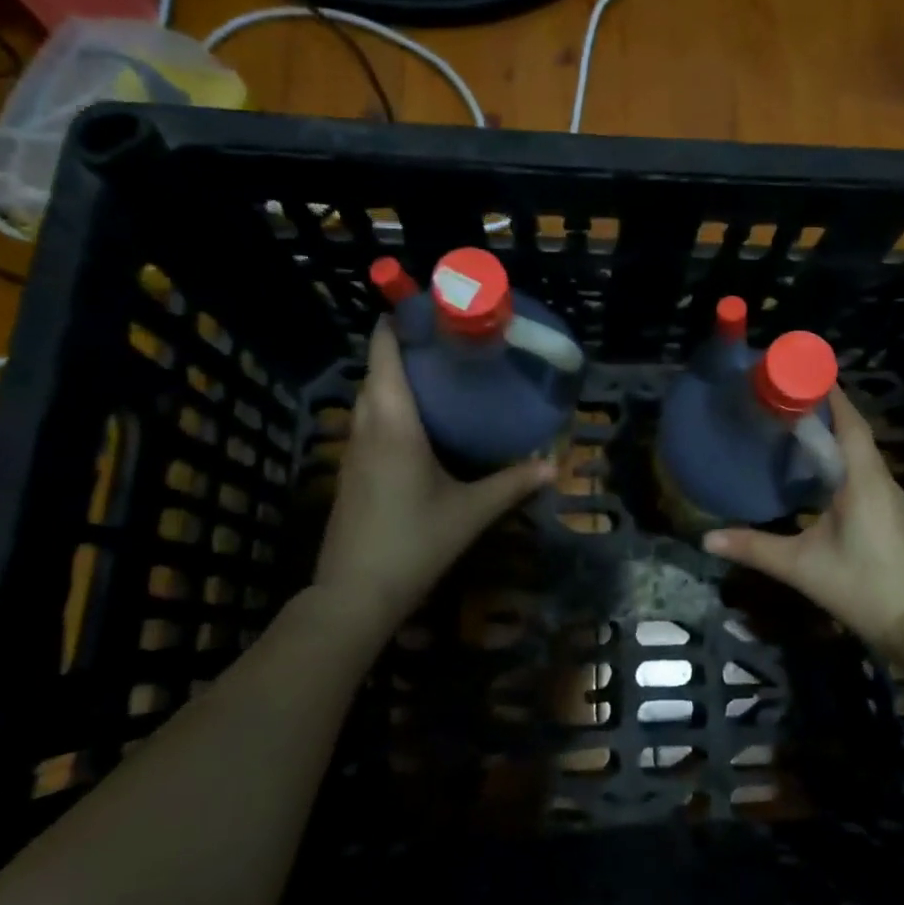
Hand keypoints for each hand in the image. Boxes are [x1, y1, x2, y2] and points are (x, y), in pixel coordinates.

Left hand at [314, 321, 552, 627]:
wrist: (355, 594)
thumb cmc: (415, 542)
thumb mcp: (471, 512)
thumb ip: (512, 484)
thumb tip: (552, 464)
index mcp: (394, 423)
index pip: (383, 353)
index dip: (399, 323)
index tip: (432, 310)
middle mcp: (367, 426)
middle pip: (376, 369)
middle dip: (405, 348)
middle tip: (451, 344)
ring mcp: (353, 449)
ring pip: (370, 396)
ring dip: (396, 377)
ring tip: (441, 374)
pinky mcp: (351, 470)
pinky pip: (369, 420)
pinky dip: (390, 405)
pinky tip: (422, 422)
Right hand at [703, 389, 903, 658]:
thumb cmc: (862, 587)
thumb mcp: (802, 567)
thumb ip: (755, 548)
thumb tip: (706, 539)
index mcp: (863, 479)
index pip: (848, 420)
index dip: (827, 393)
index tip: (798, 372)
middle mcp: (881, 478)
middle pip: (854, 429)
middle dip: (824, 408)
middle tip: (784, 396)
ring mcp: (890, 496)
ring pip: (861, 451)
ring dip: (834, 433)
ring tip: (795, 425)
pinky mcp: (891, 513)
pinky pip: (864, 470)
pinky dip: (842, 457)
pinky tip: (818, 470)